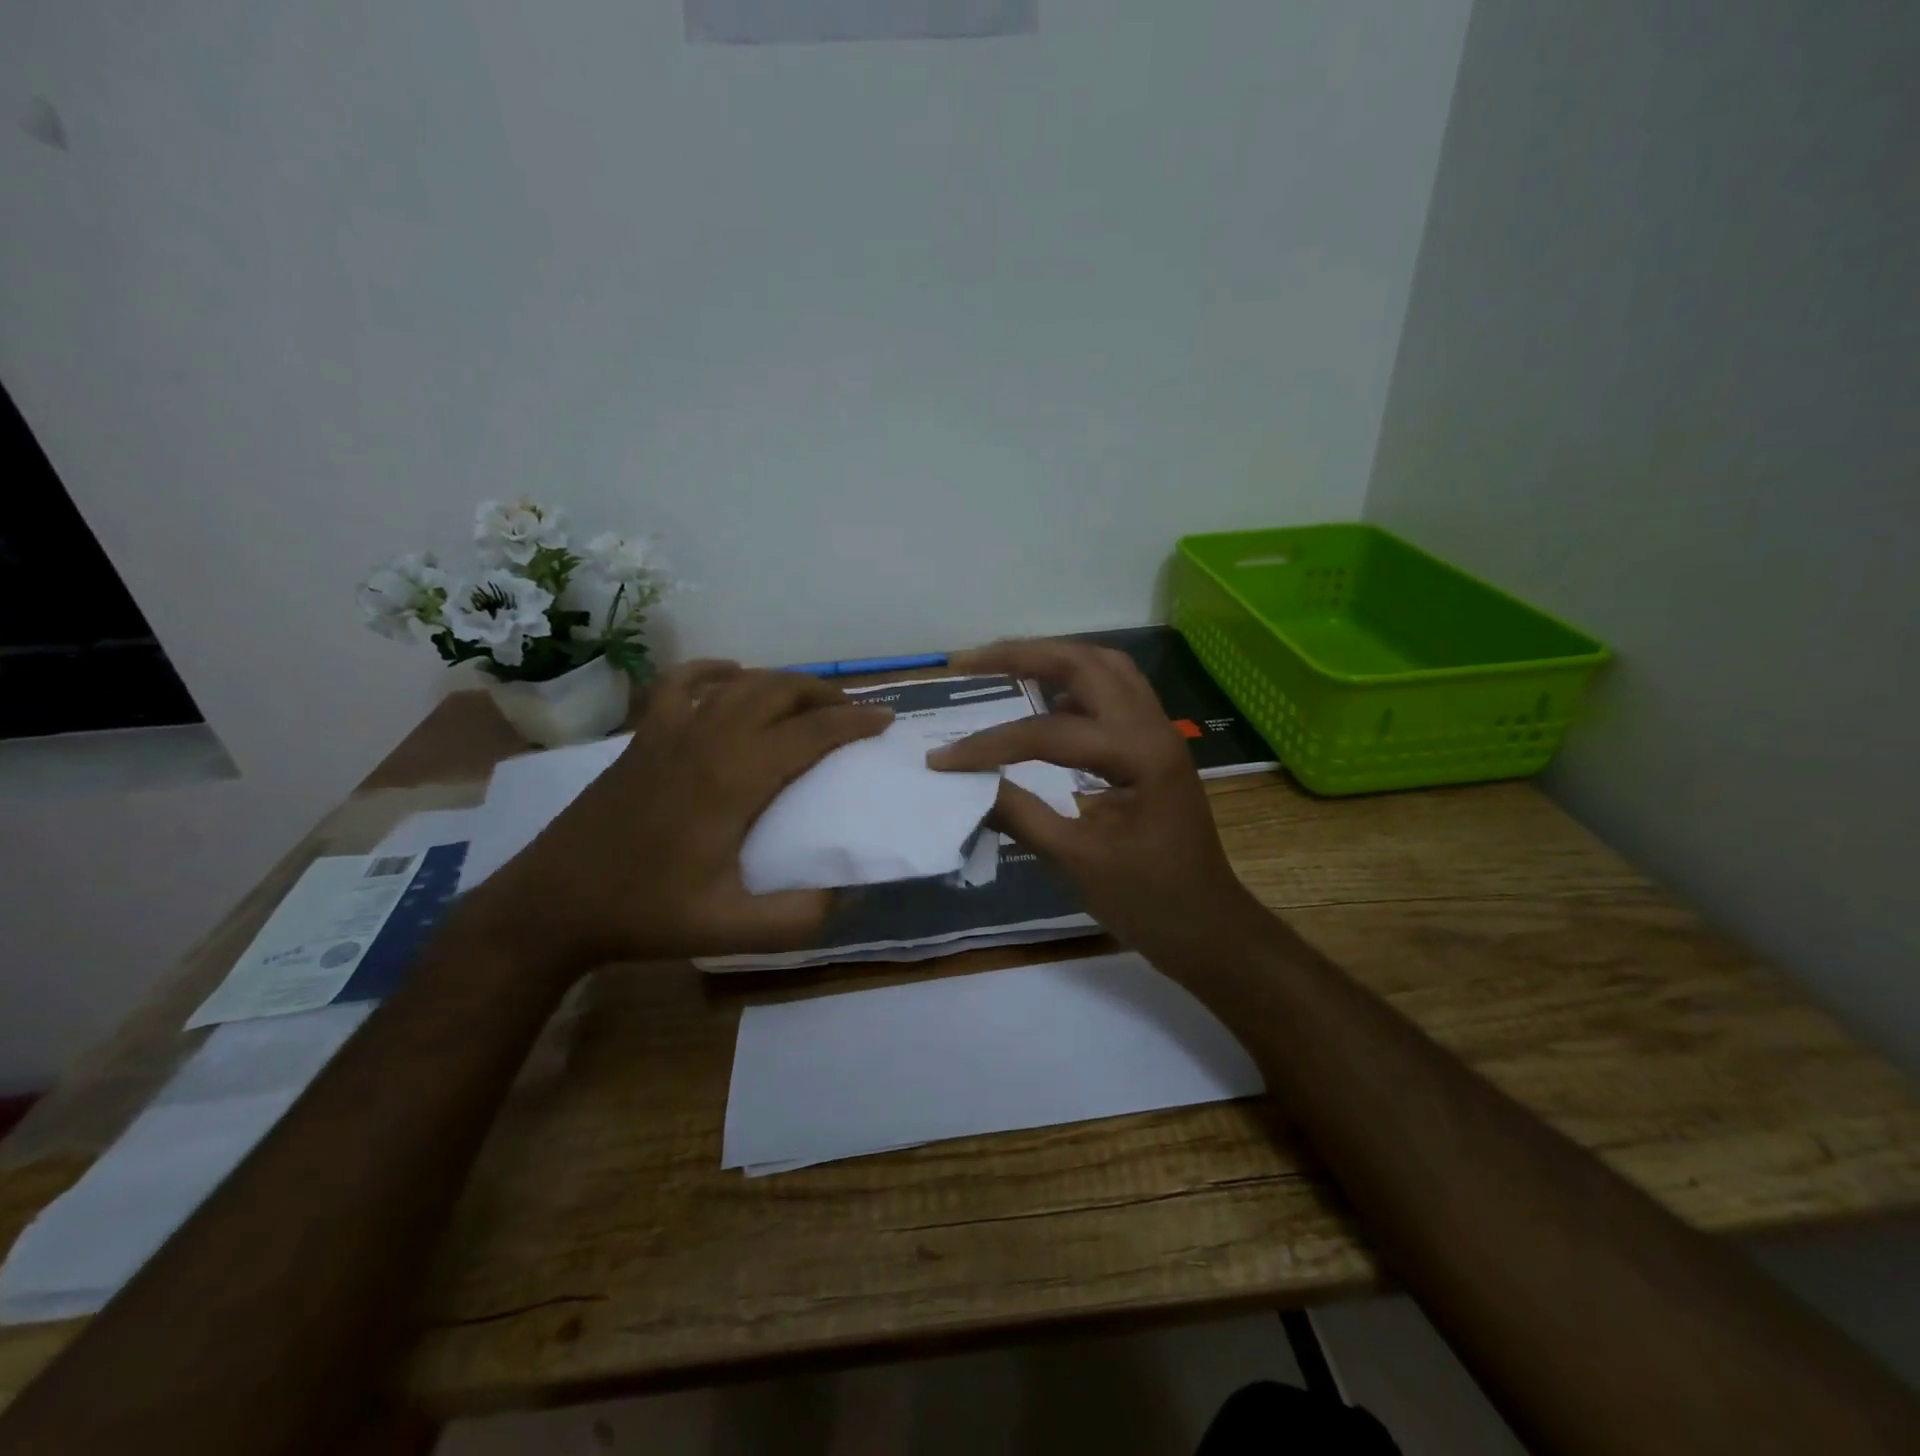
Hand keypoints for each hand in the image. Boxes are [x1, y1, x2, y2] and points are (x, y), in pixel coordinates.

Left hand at [470, 662, 890, 975]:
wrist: (554, 903)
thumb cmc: (646, 913)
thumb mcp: (730, 930)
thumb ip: (797, 918)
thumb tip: (846, 895)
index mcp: (735, 779)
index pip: (810, 733)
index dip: (854, 721)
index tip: (884, 719)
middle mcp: (708, 741)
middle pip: (779, 692)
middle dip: (825, 693)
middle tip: (853, 710)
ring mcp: (670, 732)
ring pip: (739, 683)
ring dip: (782, 682)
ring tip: (808, 699)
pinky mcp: (644, 736)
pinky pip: (682, 684)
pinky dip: (714, 671)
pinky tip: (731, 674)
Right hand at [927, 639, 1264, 958]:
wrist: (1208, 928)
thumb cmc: (1149, 901)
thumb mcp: (1076, 860)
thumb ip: (1019, 814)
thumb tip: (964, 785)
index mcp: (1138, 754)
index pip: (1049, 732)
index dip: (989, 745)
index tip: (941, 760)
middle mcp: (1152, 728)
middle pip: (1085, 664)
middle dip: (1023, 655)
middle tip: (969, 661)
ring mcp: (1158, 733)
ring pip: (1105, 669)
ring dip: (1053, 659)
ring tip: (1003, 665)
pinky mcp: (1154, 746)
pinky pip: (1114, 694)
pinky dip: (1076, 684)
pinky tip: (1046, 700)